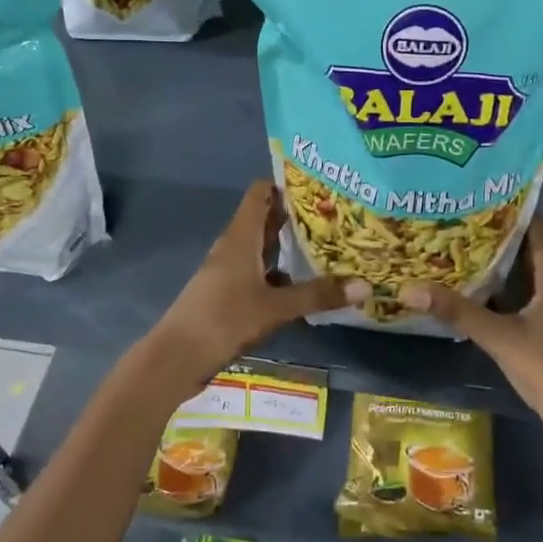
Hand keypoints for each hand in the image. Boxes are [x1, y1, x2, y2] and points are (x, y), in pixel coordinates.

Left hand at [151, 181, 367, 381]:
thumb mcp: (275, 307)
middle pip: (265, 220)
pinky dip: (280, 273)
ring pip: (263, 248)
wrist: (177, 357)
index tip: (319, 184)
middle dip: (296, 216)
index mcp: (240, 237)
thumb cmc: (224, 319)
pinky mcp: (228, 294)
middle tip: (336, 213)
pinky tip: (304, 282)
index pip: (260, 194)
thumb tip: (365, 286)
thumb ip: (317, 295)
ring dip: (289, 246)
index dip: (286, 184)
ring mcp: (229, 271)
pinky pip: (259, 272)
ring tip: (328, 243)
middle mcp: (233, 247)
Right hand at [401, 217, 542, 472]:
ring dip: (505, 269)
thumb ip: (458, 312)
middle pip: (536, 252)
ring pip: (535, 278)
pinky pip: (536, 301)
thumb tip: (410, 288)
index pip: (542, 229)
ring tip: (465, 257)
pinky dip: (512, 294)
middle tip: (461, 229)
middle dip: (502, 240)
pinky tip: (483, 299)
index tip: (480, 203)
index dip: (515, 213)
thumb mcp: (500, 338)